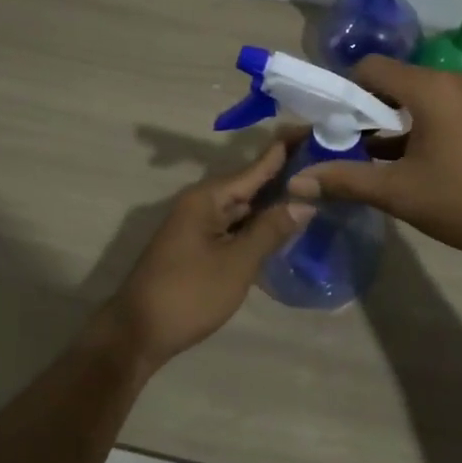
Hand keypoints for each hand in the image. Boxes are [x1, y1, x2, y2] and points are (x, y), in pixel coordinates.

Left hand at [103, 138, 313, 368]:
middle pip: (250, 184)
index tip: (313, 129)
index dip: (285, 150)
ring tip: (312, 190)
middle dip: (284, 176)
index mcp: (208, 197)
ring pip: (243, 208)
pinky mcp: (198, 248)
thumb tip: (304, 202)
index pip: (255, 166)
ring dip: (273, 203)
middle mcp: (201, 204)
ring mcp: (198, 226)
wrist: (137, 333)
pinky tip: (282, 228)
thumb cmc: (189, 293)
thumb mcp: (237, 262)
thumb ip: (270, 230)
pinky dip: (258, 225)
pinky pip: (234, 227)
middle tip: (324, 164)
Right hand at [286, 56, 461, 265]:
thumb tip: (295, 183)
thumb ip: (344, 181)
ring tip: (381, 157)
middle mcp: (455, 80)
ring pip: (422, 94)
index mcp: (430, 88)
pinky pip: (446, 105)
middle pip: (396, 79)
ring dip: (396, 118)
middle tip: (352, 145)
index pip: (371, 68)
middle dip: (368, 108)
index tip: (334, 124)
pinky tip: (418, 159)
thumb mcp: (398, 193)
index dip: (344, 92)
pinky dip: (424, 123)